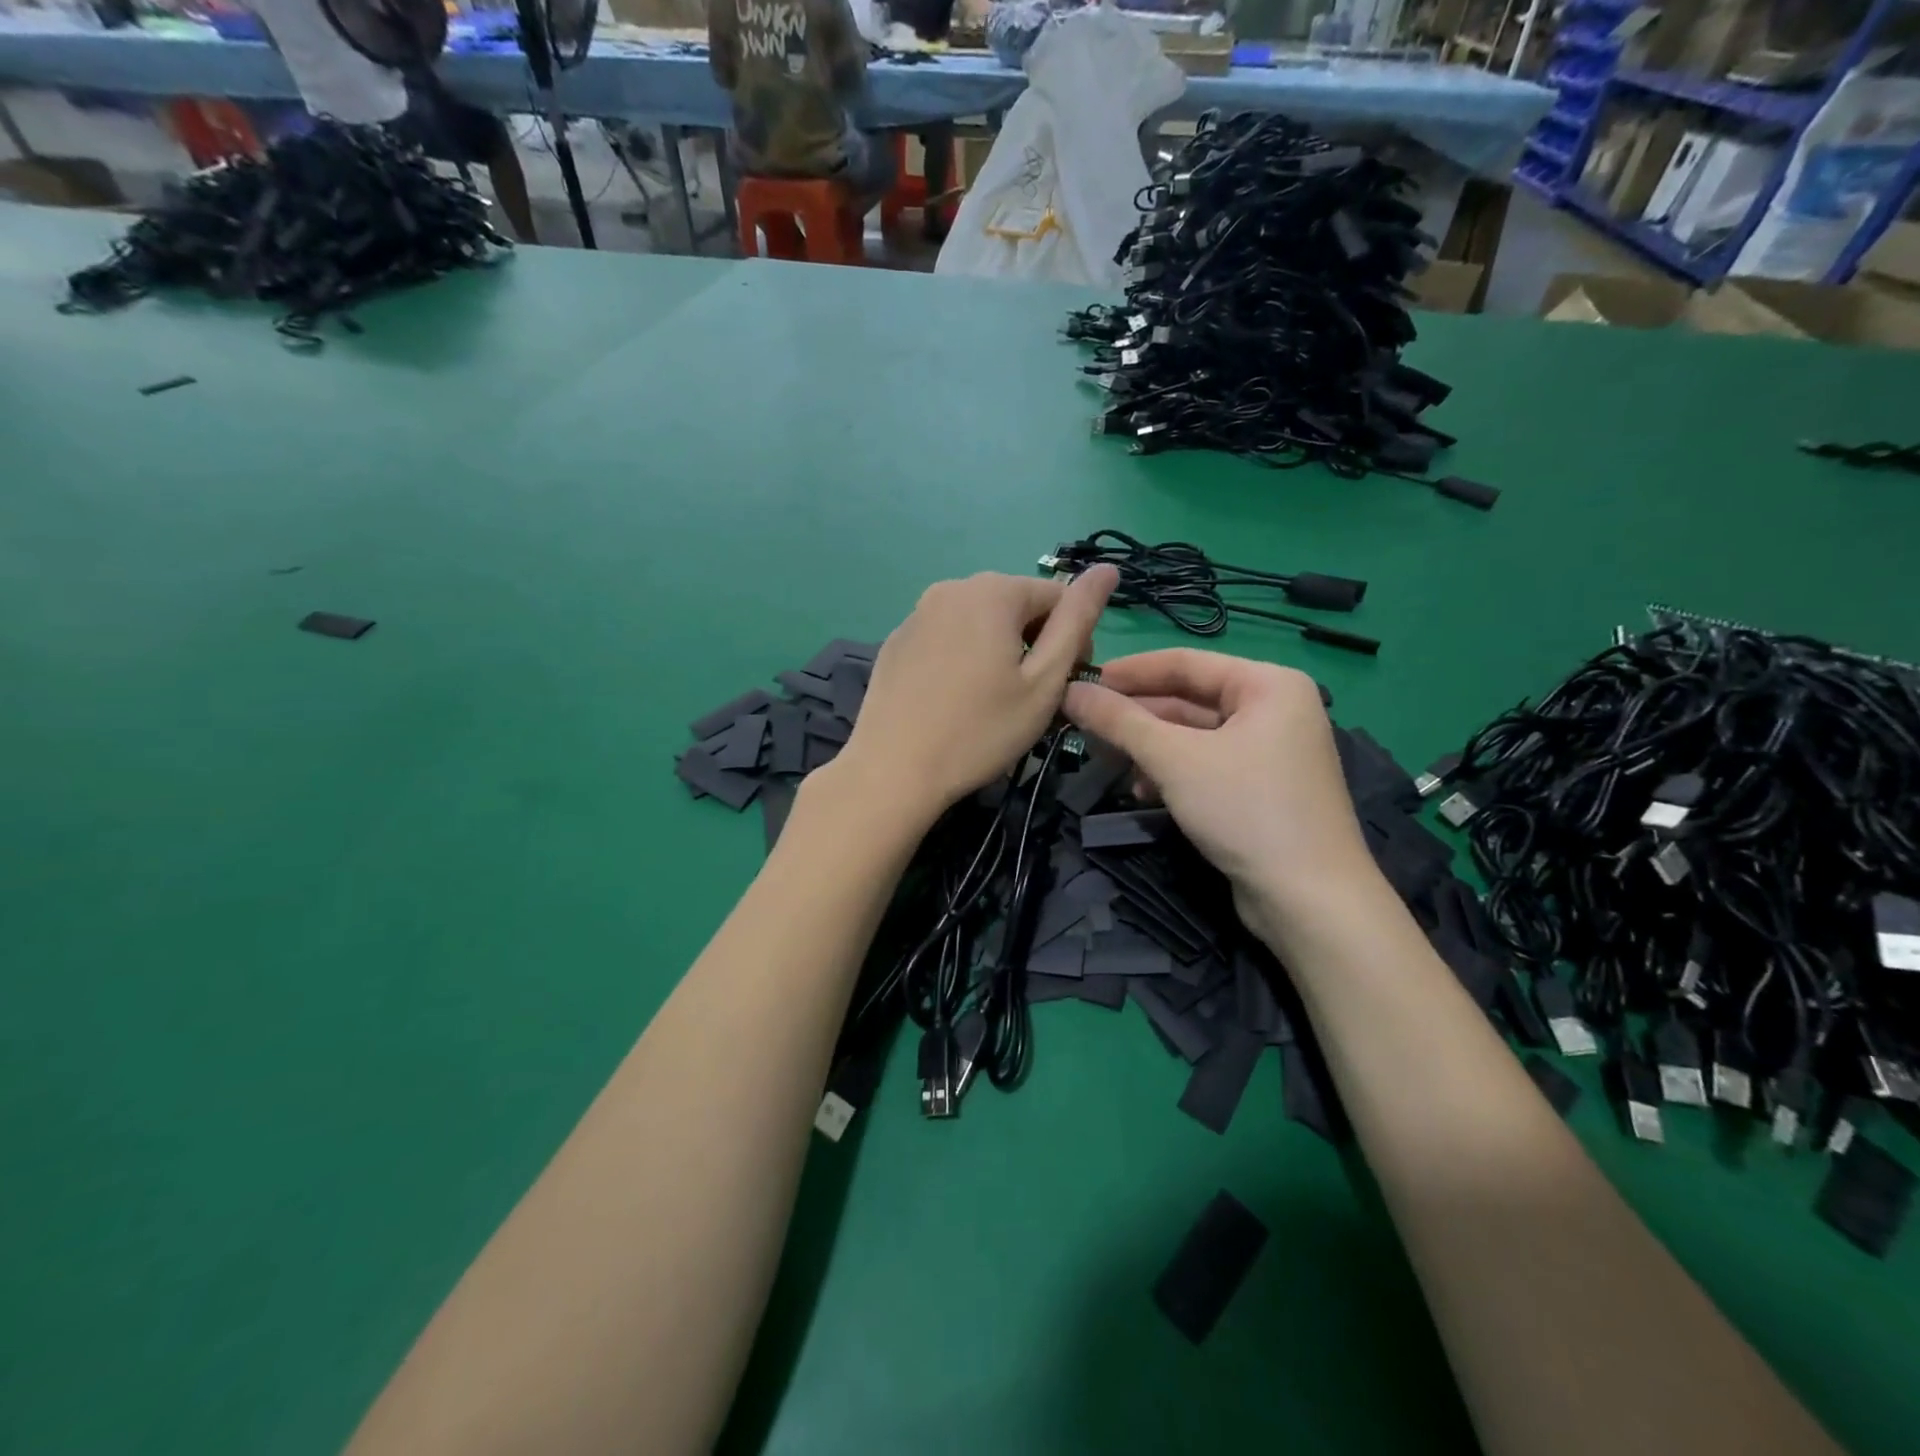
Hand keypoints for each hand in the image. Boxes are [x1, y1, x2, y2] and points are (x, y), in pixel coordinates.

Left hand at [836, 567, 1118, 821]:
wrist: (893, 770)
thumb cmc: (980, 730)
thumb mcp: (1044, 680)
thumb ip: (1078, 620)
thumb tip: (1108, 569)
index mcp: (994, 591)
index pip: (1058, 596)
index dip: (1074, 639)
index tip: (1066, 686)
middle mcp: (952, 587)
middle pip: (1017, 605)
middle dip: (1035, 643)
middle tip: (1031, 699)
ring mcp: (917, 613)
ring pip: (980, 622)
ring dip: (1000, 651)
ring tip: (993, 702)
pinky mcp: (896, 641)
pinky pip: (946, 638)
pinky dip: (963, 659)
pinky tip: (954, 700)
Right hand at [1063, 648, 1376, 941]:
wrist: (1309, 900)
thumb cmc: (1245, 809)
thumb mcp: (1174, 759)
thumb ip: (1120, 721)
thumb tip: (1071, 691)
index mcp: (1268, 684)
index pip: (1185, 662)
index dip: (1130, 671)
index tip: (1083, 680)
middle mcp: (1275, 709)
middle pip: (1189, 699)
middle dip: (1136, 716)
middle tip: (1085, 725)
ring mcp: (1271, 751)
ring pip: (1194, 735)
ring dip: (1149, 748)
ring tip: (1108, 763)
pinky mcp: (1262, 788)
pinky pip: (1206, 764)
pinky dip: (1172, 773)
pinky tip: (1142, 792)